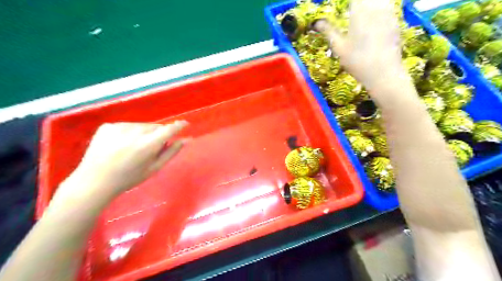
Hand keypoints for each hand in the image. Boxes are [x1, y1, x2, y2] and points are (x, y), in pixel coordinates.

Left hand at [51, 120, 187, 205]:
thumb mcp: (155, 168)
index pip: (170, 129)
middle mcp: (135, 131)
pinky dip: (129, 133)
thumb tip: (187, 139)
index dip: (179, 125)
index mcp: (148, 144)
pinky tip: (121, 145)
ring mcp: (120, 126)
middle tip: (152, 148)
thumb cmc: (129, 178)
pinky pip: (127, 126)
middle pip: (155, 127)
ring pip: (141, 126)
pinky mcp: (108, 126)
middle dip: (158, 134)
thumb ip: (172, 152)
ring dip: (144, 133)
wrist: (94, 181)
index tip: (185, 124)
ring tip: (134, 147)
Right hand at [312, 1, 411, 97]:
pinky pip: (386, 6)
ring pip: (378, 0)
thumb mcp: (339, 47)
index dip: (347, 2)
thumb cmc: (358, 62)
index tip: (342, 5)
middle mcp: (376, 6)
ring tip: (358, 11)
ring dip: (367, 4)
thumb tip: (316, 22)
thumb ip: (328, 31)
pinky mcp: (395, 20)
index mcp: (360, 10)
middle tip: (349, 9)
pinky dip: (378, 7)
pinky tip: (372, 18)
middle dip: (357, 3)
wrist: (383, 73)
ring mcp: (389, 12)